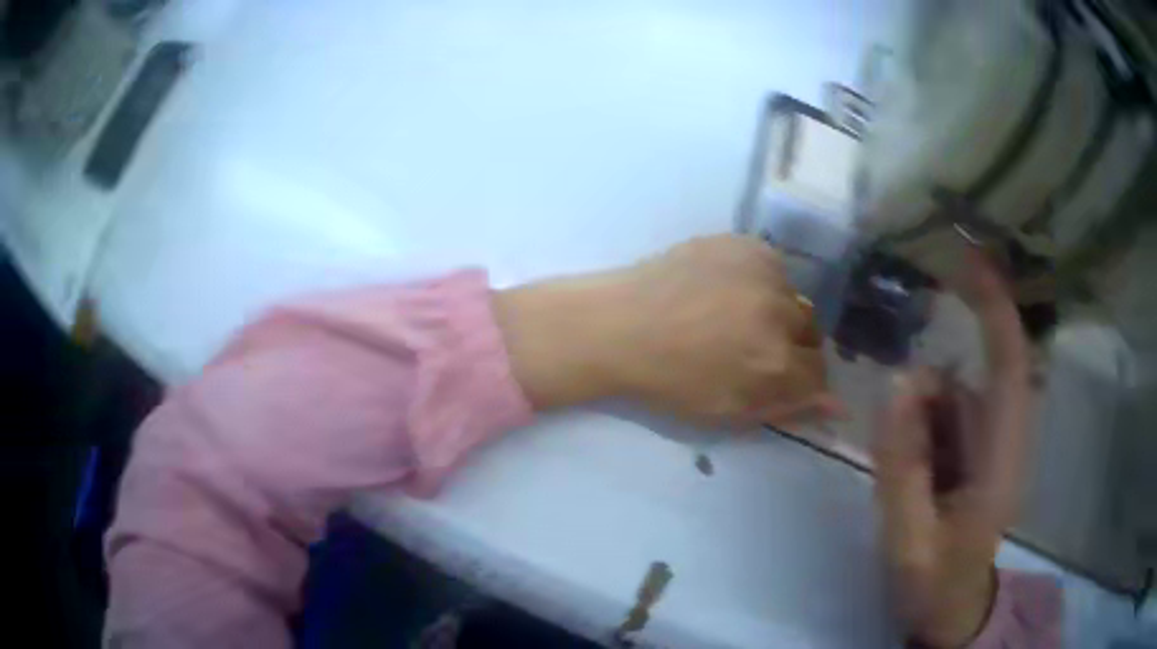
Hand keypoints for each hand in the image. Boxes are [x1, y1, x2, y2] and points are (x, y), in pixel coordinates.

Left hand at [493, 234, 837, 425]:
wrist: (618, 326)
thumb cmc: (668, 381)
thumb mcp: (728, 411)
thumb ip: (787, 407)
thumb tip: (838, 406)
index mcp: (776, 362)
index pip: (820, 374)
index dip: (802, 381)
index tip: (784, 379)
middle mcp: (780, 312)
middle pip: (812, 332)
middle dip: (792, 346)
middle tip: (755, 348)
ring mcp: (763, 271)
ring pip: (793, 297)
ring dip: (777, 310)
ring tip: (735, 316)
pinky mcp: (744, 243)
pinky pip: (772, 267)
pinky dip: (759, 281)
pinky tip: (726, 290)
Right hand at [872, 252, 1031, 647]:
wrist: (951, 610)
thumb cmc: (936, 584)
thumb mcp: (910, 540)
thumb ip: (903, 466)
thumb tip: (898, 380)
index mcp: (1002, 459)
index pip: (1009, 364)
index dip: (994, 306)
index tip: (967, 257)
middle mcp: (1004, 437)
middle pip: (970, 380)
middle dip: (927, 395)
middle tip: (897, 449)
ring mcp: (988, 442)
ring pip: (950, 398)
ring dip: (916, 424)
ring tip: (901, 490)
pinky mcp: (973, 449)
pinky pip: (942, 418)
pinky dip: (918, 431)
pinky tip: (907, 480)